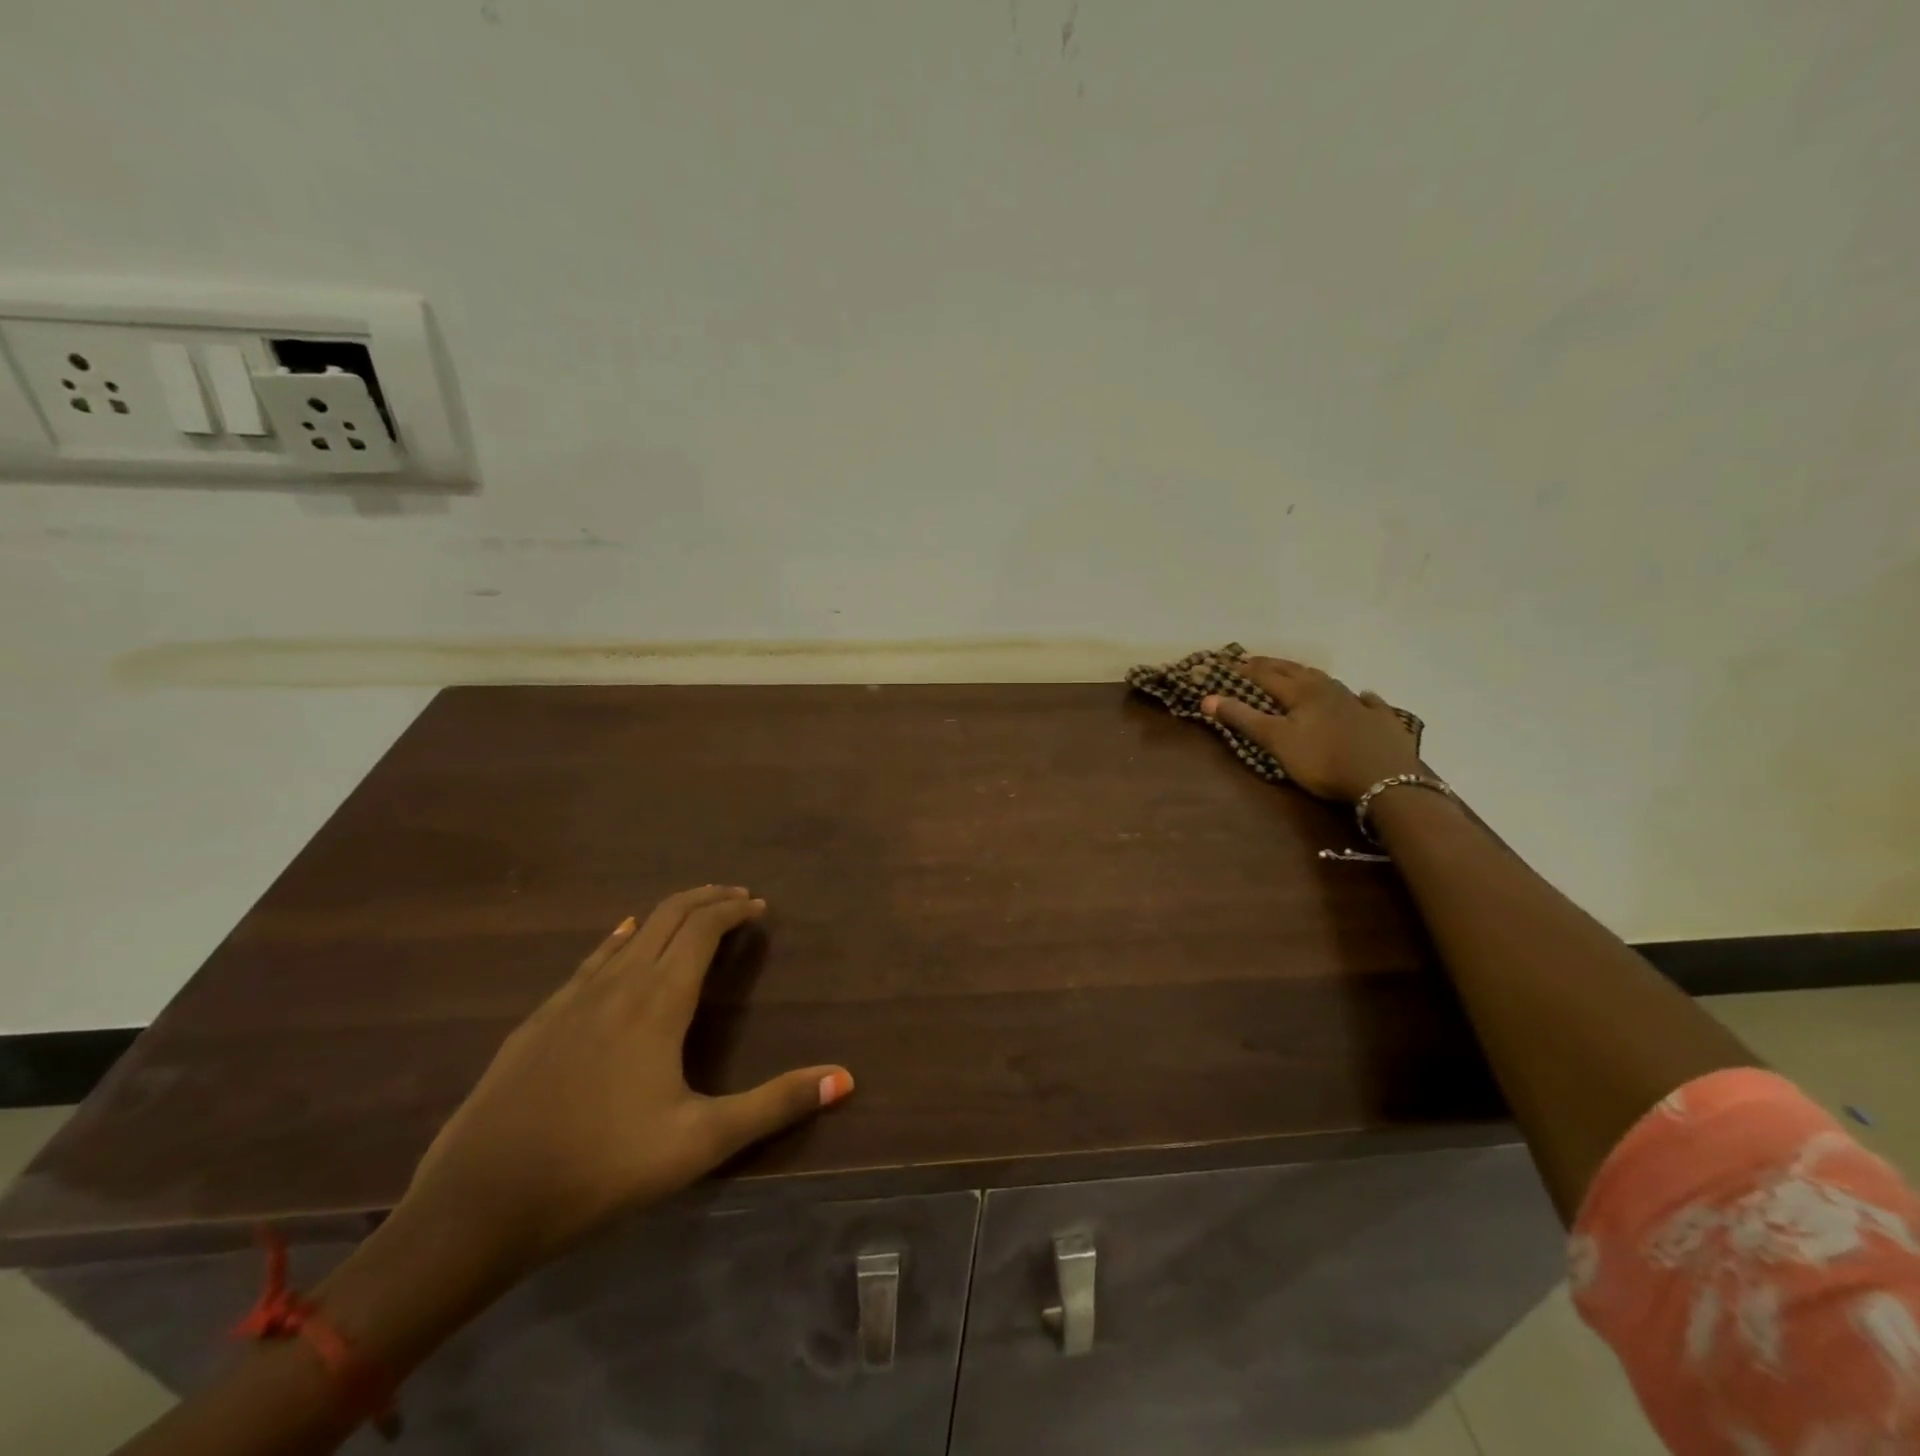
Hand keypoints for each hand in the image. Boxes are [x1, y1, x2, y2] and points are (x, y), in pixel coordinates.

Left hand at [397, 886, 852, 1271]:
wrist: (475, 1207)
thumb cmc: (600, 1169)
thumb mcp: (700, 1143)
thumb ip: (775, 1105)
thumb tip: (846, 1078)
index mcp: (658, 1001)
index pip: (703, 928)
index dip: (734, 910)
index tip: (759, 907)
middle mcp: (617, 983)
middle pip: (667, 917)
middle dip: (706, 899)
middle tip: (737, 898)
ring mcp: (571, 998)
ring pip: (629, 932)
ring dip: (667, 915)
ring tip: (693, 915)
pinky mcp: (539, 1020)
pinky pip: (593, 958)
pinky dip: (622, 938)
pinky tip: (620, 941)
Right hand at [1201, 657, 1420, 803]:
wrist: (1384, 780)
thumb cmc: (1322, 760)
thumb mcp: (1275, 741)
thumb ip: (1242, 718)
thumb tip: (1207, 698)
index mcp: (1301, 692)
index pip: (1266, 675)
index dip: (1246, 669)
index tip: (1229, 662)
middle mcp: (1328, 690)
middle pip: (1297, 672)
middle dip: (1274, 666)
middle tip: (1256, 660)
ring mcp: (1359, 703)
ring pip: (1329, 682)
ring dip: (1309, 676)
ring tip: (1299, 674)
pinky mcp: (1382, 721)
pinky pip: (1369, 702)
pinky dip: (1360, 696)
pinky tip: (1363, 695)